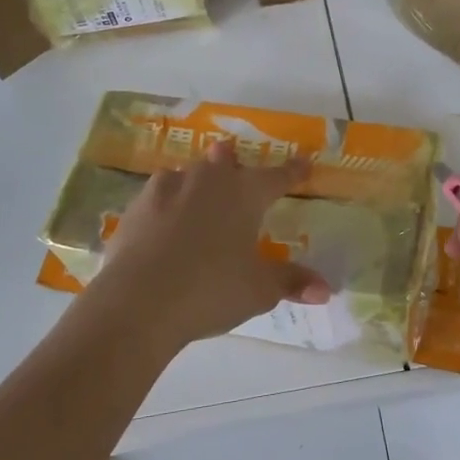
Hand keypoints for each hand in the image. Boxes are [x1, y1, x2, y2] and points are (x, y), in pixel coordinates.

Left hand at [85, 142, 330, 350]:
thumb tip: (325, 289)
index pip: (276, 177)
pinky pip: (158, 196)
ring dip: (196, 178)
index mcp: (243, 193)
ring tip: (197, 187)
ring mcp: (166, 190)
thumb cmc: (211, 289)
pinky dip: (166, 203)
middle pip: (223, 162)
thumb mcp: (259, 290)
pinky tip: (164, 218)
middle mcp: (206, 181)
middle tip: (232, 158)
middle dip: (232, 161)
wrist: (138, 300)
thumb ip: (291, 282)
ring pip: (187, 173)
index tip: (304, 162)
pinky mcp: (135, 208)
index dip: (293, 171)